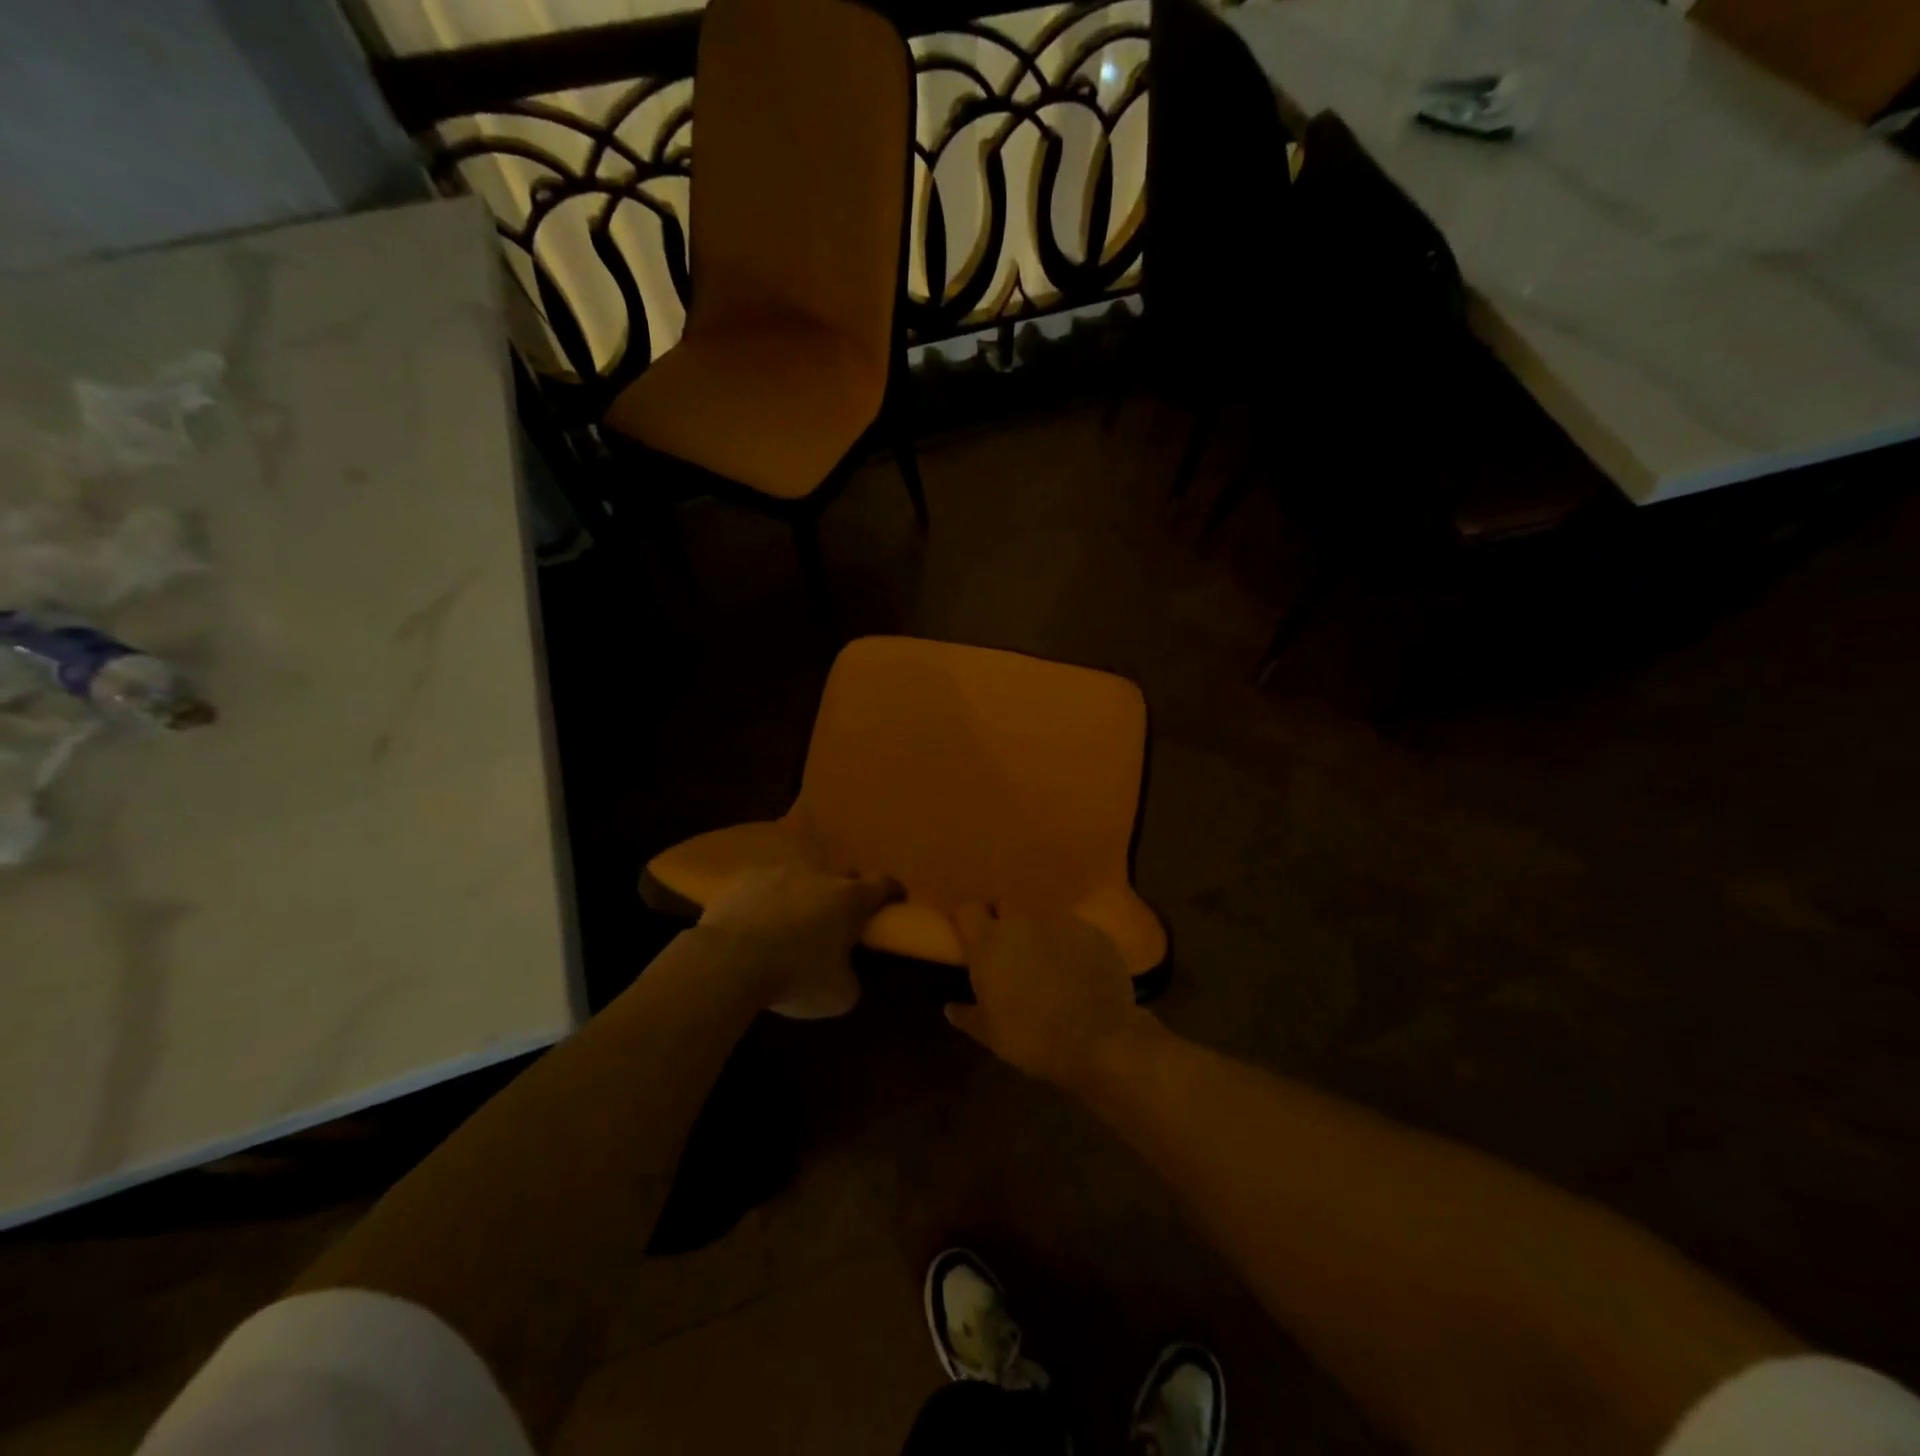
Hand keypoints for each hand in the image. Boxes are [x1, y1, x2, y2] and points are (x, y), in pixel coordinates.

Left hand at [698, 865, 901, 1018]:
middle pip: (842, 876)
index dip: (893, 892)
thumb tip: (846, 973)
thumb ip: (851, 978)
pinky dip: (765, 900)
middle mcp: (819, 876)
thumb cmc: (795, 977)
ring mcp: (779, 872)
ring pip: (800, 878)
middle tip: (838, 921)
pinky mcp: (743, 878)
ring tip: (790, 923)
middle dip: (845, 894)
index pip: (885, 884)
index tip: (894, 902)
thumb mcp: (839, 996)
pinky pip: (762, 886)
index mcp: (850, 899)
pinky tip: (754, 923)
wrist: (729, 961)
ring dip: (802, 896)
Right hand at [946, 904, 1156, 1086]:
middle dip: (1002, 922)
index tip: (969, 936)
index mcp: (989, 942)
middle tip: (1006, 950)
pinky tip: (1077, 970)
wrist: (1097, 1042)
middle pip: (1004, 906)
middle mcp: (1022, 922)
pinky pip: (1072, 931)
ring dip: (1037, 935)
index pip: (968, 910)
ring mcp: (1060, 923)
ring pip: (1040, 919)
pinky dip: (1069, 945)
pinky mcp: (1092, 932)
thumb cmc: (1032, 1038)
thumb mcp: (990, 1034)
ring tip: (1045, 963)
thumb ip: (967, 1015)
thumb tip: (950, 1007)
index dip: (968, 920)